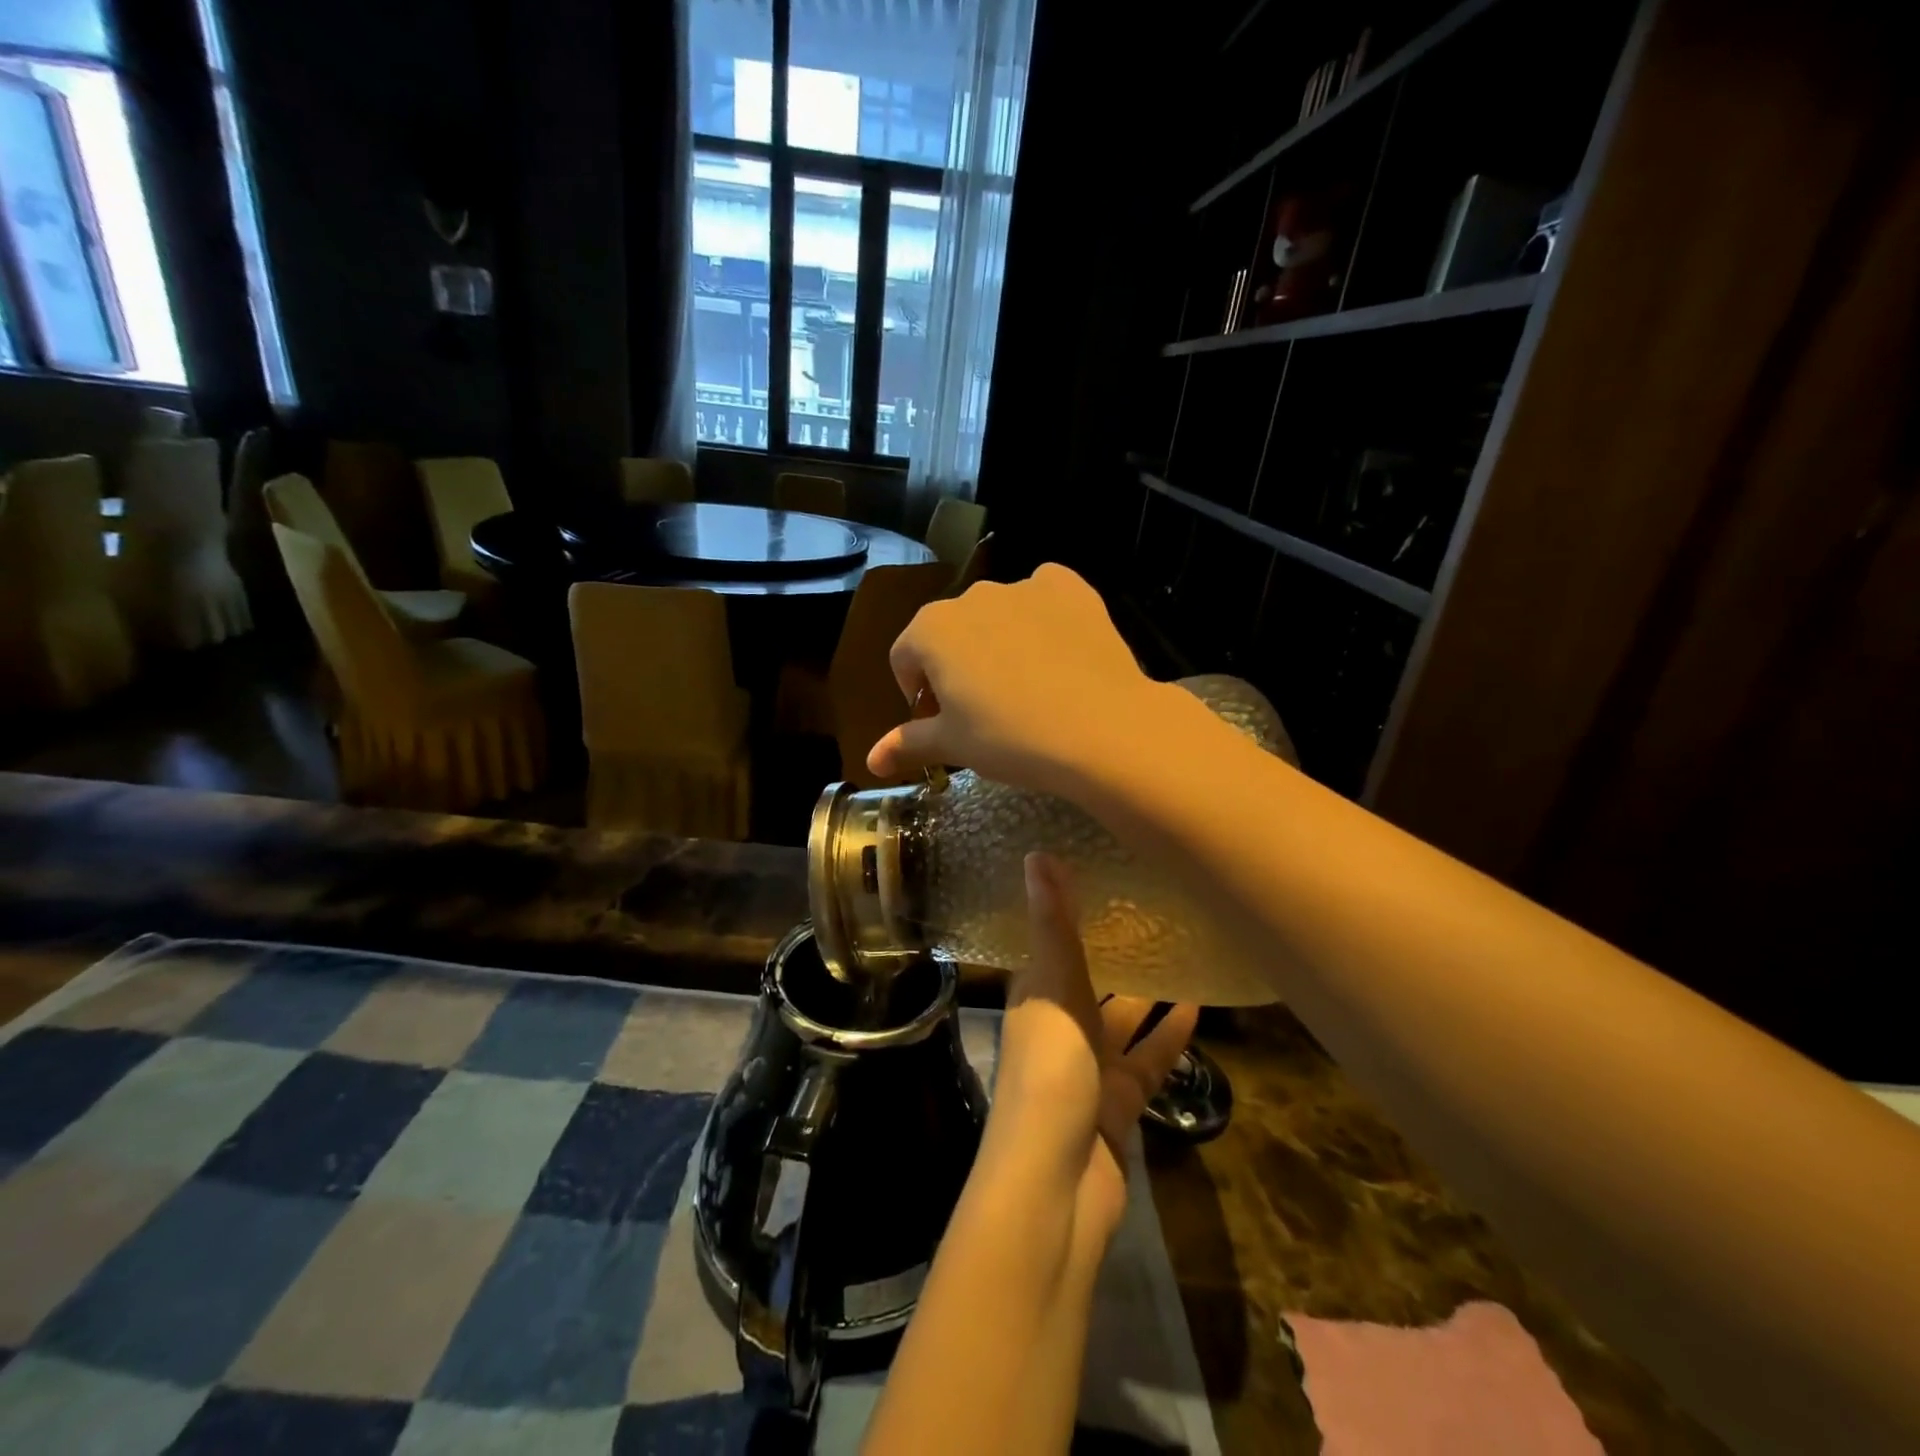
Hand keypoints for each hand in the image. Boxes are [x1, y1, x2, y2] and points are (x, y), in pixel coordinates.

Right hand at [867, 564, 1194, 801]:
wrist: (1101, 727)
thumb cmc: (1011, 739)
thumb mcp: (954, 745)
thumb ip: (907, 743)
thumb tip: (870, 760)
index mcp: (931, 629)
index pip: (905, 659)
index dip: (917, 695)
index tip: (940, 724)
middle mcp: (971, 596)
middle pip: (950, 634)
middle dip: (956, 667)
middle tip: (984, 711)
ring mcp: (1023, 586)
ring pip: (997, 615)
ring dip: (999, 643)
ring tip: (1027, 688)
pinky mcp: (1069, 587)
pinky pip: (1044, 597)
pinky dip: (1043, 618)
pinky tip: (1058, 653)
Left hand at [985, 852, 1198, 1254]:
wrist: (1055, 1185)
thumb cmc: (1048, 1074)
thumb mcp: (1051, 989)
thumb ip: (1052, 925)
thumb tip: (1037, 852)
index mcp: (1034, 997)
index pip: (1051, 945)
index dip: (1070, 914)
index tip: (1100, 876)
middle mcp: (1058, 1028)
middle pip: (1091, 982)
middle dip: (1117, 952)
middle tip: (1156, 910)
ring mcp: (1089, 1069)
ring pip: (1123, 1022)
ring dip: (1148, 994)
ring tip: (1185, 952)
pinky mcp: (1120, 1104)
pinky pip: (1149, 1062)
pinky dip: (1169, 1039)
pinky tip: (1198, 1009)